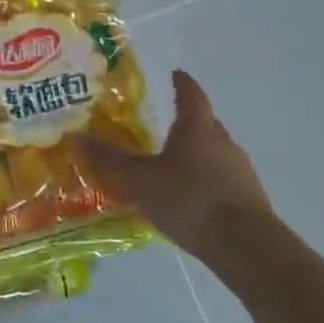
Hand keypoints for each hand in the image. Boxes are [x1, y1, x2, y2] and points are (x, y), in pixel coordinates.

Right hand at [77, 70, 273, 264]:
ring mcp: (241, 173)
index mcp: (198, 128)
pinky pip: (221, 180)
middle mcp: (223, 143)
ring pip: (214, 154)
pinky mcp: (249, 201)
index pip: (191, 95)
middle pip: (205, 124)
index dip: (181, 83)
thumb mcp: (138, 179)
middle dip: (186, 122)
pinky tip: (188, 197)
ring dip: (195, 154)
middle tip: (163, 123)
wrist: (247, 248)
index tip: (175, 74)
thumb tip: (74, 136)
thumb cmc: (189, 200)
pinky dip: (204, 181)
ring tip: (171, 165)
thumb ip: (107, 159)